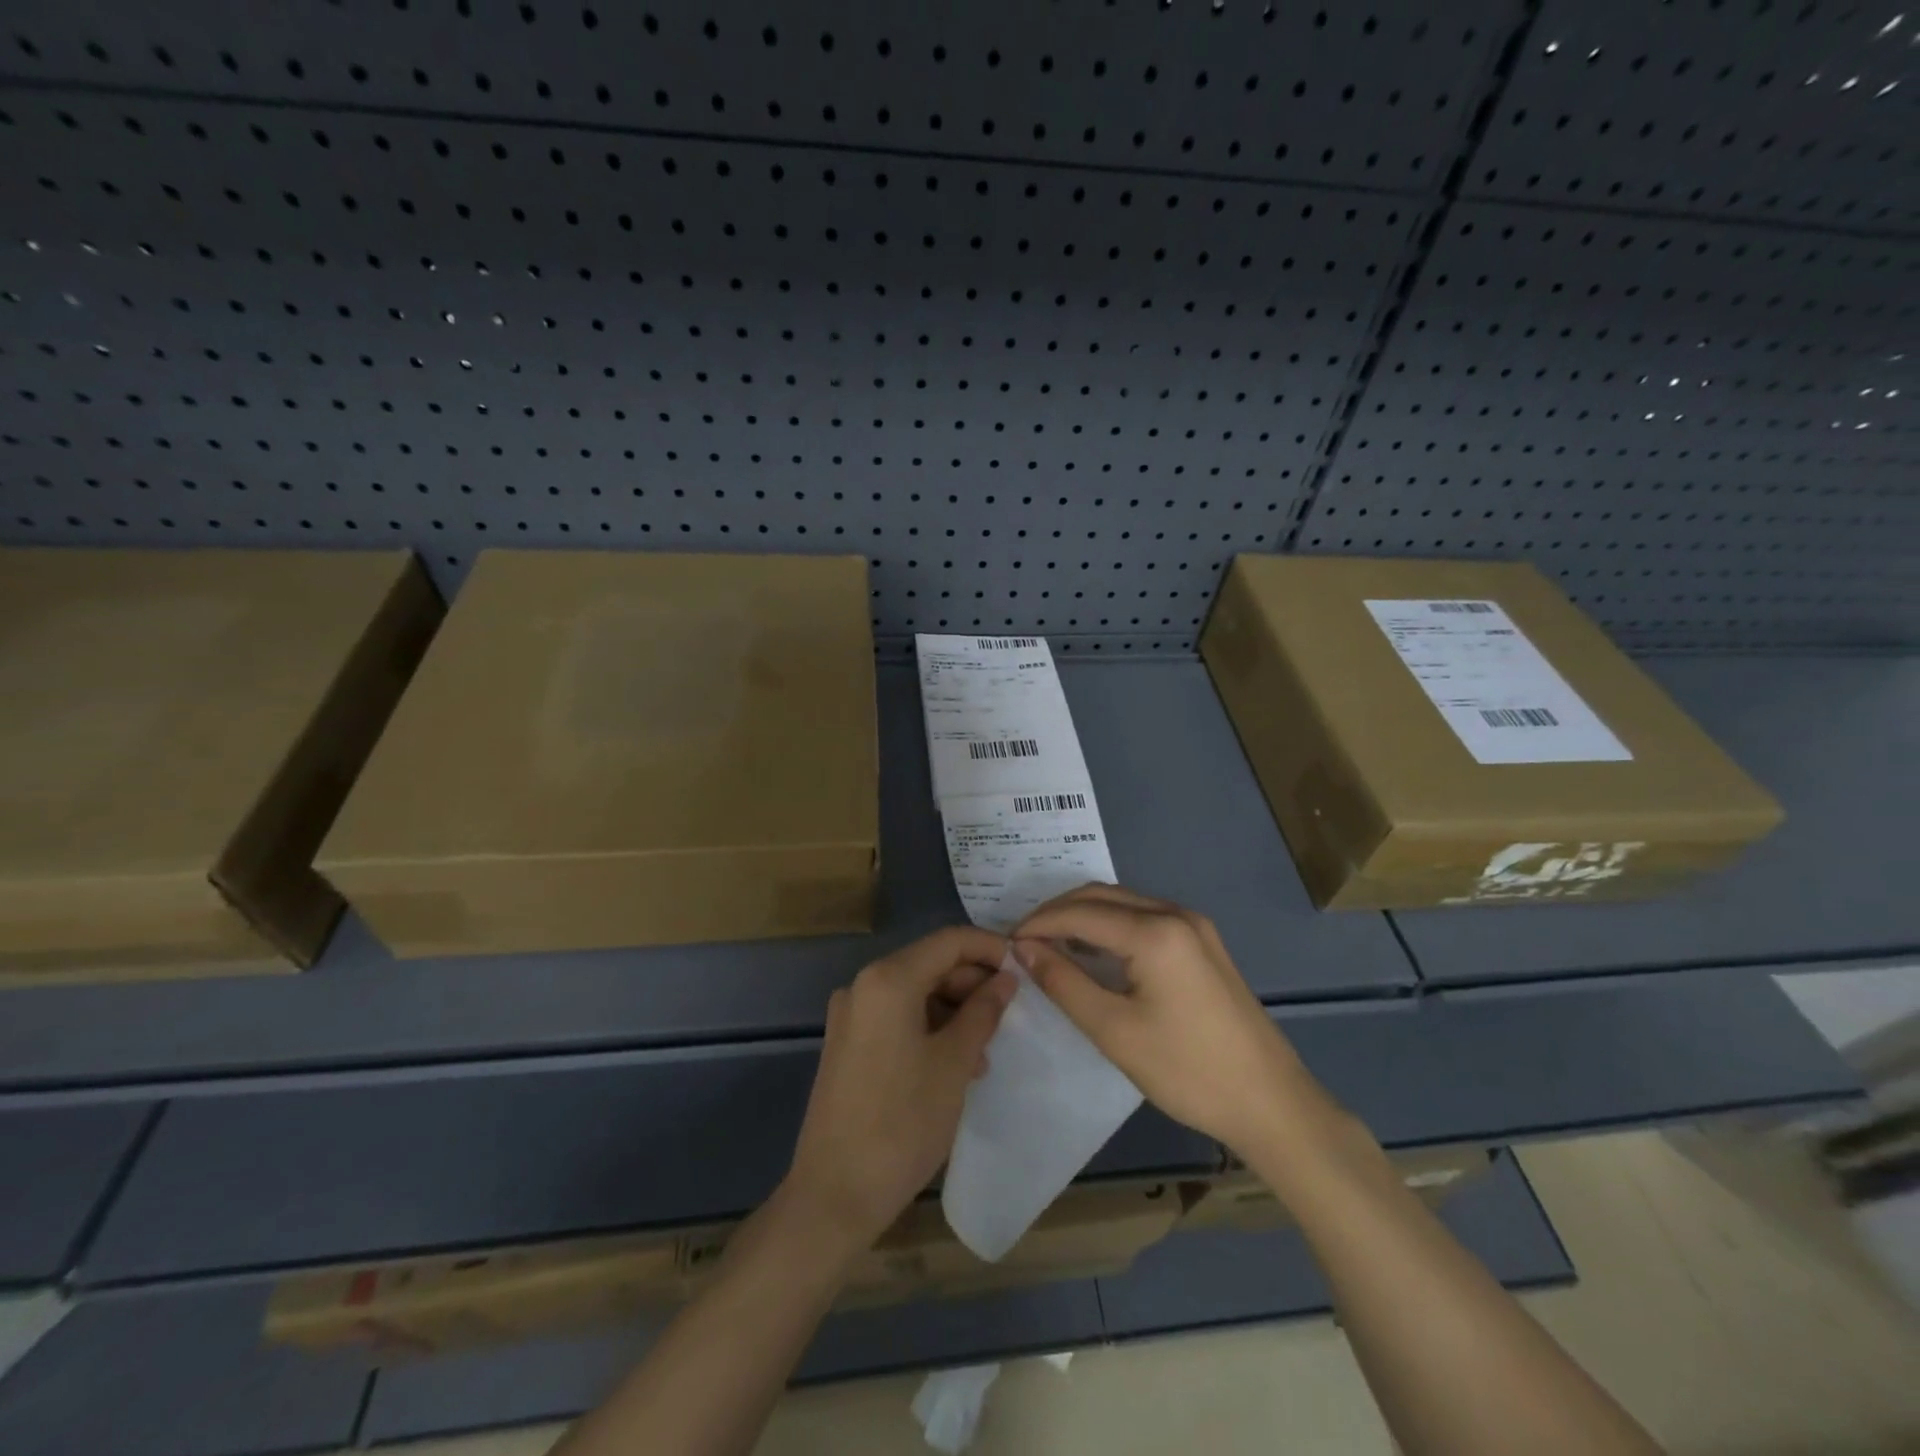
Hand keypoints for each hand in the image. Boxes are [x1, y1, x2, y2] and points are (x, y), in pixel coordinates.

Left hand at [781, 926, 1015, 1254]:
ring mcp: (851, 1016)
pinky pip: (897, 1018)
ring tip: (985, 1049)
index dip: (990, 948)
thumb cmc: (902, 1123)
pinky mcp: (847, 1044)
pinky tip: (955, 1063)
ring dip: (954, 1010)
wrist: (835, 1195)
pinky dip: (929, 1028)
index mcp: (888, 979)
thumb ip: (983, 1012)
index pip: (949, 941)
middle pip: (930, 964)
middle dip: (973, 983)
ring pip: (915, 993)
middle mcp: (863, 985)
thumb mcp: (954, 1063)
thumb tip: (1005, 980)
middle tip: (1010, 1014)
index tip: (1025, 967)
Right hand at [1014, 884, 1326, 1157]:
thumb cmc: (1187, 1070)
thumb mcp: (1114, 1031)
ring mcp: (1194, 926)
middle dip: (1057, 913)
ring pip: (1123, 904)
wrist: (1271, 1103)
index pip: (1080, 912)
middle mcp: (1175, 914)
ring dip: (1083, 917)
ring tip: (1050, 946)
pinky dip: (1110, 927)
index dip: (1038, 925)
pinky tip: (1094, 952)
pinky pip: (1144, 918)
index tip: (1006, 945)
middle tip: (1024, 943)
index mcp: (1155, 931)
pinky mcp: (1203, 943)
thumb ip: (1064, 983)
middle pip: (1101, 897)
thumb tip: (1024, 949)